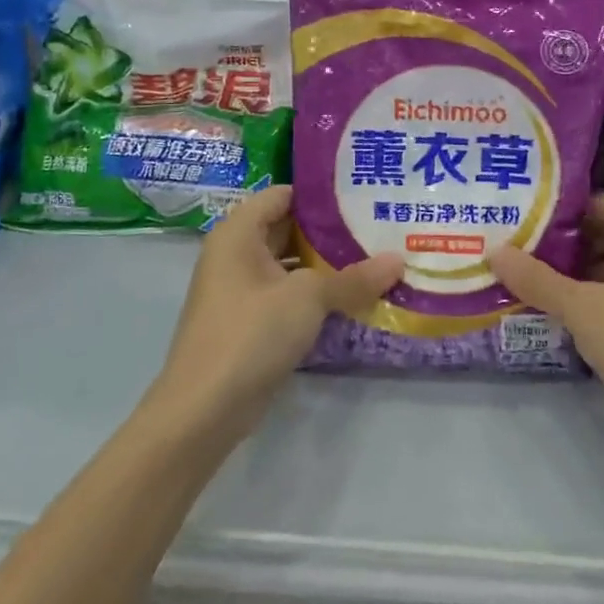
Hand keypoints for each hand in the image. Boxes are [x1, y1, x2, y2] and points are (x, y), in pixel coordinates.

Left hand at [156, 186, 402, 429]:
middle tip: (379, 228)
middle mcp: (235, 255)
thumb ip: (354, 278)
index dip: (320, 194)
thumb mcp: (308, 298)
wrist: (205, 409)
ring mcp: (241, 292)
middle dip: (331, 232)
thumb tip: (399, 259)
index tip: (362, 196)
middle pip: (288, 229)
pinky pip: (287, 297)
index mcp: (238, 234)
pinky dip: (315, 296)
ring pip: (290, 266)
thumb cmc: (251, 333)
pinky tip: (353, 300)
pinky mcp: (249, 324)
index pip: (282, 195)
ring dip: (326, 267)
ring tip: (375, 260)